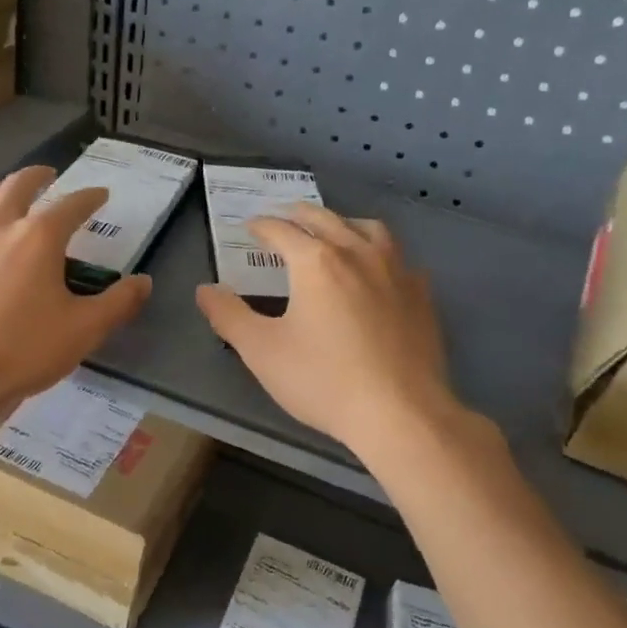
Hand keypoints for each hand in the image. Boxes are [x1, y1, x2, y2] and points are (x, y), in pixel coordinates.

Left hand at [0, 166, 150, 415]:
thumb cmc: (22, 350)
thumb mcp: (84, 330)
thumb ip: (118, 303)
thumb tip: (144, 282)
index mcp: (39, 237)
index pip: (72, 205)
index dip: (90, 197)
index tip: (101, 195)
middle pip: (17, 185)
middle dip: (37, 176)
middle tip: (48, 175)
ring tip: (0, 197)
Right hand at [195, 206, 465, 456]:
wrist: (400, 413)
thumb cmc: (323, 380)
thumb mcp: (262, 351)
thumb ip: (229, 316)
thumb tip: (205, 290)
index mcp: (316, 261)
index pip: (281, 230)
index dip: (261, 226)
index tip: (250, 227)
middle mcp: (358, 253)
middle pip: (325, 218)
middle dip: (299, 214)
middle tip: (284, 216)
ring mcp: (396, 270)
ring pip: (368, 228)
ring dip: (343, 223)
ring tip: (333, 231)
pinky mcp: (421, 294)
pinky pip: (398, 257)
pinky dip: (379, 252)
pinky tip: (377, 270)